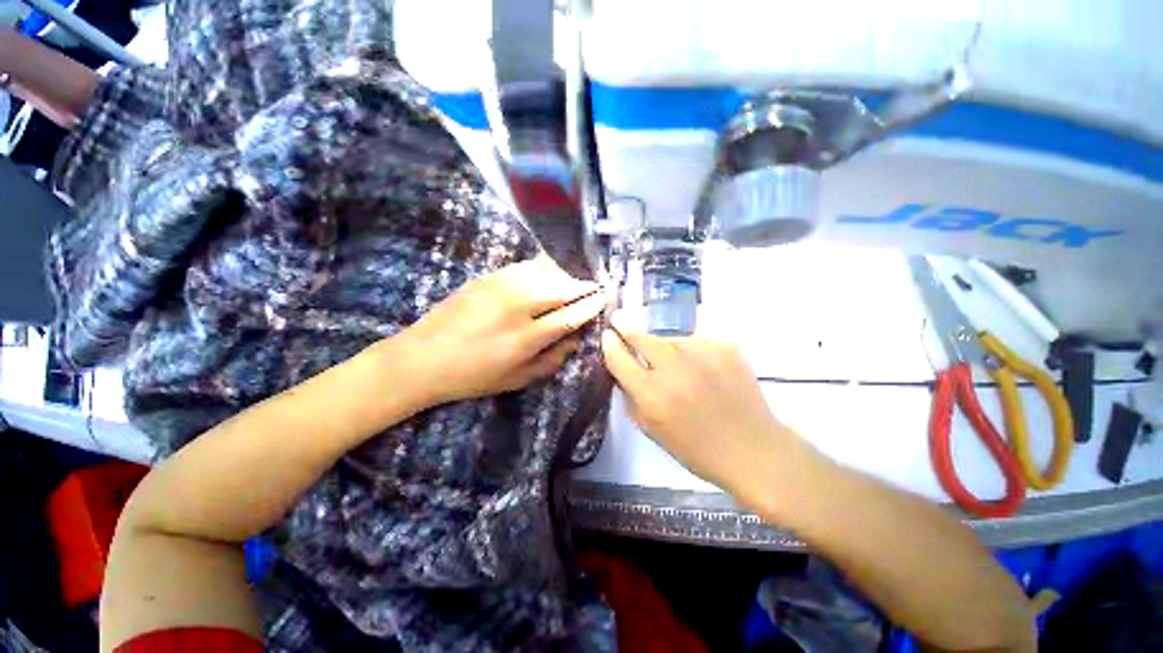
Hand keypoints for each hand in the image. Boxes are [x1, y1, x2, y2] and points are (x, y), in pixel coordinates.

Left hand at [397, 256, 607, 404]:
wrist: (421, 358)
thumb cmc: (472, 376)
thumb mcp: (515, 380)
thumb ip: (550, 361)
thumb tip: (575, 341)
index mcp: (525, 337)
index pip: (570, 315)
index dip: (591, 305)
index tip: (604, 298)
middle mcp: (517, 306)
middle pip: (562, 287)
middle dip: (583, 286)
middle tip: (594, 288)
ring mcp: (500, 287)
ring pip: (545, 271)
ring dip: (564, 275)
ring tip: (571, 283)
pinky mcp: (487, 277)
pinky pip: (524, 266)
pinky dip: (542, 269)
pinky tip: (546, 275)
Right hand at [601, 327, 799, 493]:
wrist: (754, 450)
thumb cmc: (698, 450)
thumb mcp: (653, 430)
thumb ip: (632, 397)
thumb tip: (621, 370)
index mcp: (653, 395)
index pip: (619, 358)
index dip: (610, 344)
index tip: (607, 336)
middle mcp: (674, 370)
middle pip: (642, 337)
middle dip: (630, 334)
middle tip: (627, 334)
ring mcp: (702, 354)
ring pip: (670, 340)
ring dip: (665, 349)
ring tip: (677, 367)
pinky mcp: (725, 347)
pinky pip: (695, 342)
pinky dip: (692, 352)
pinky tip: (702, 369)